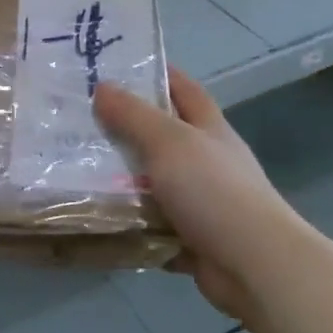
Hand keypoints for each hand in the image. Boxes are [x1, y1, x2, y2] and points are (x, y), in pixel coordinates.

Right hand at [94, 68, 299, 318]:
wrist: (256, 267)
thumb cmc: (214, 191)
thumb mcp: (169, 141)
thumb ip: (133, 115)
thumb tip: (102, 87)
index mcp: (209, 129)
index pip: (184, 88)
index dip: (157, 73)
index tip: (118, 66)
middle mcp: (207, 161)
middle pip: (163, 135)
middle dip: (126, 127)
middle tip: (80, 119)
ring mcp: (202, 201)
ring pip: (154, 182)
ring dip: (122, 179)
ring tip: (76, 168)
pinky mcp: (193, 239)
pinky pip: (153, 224)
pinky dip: (129, 223)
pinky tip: (97, 218)